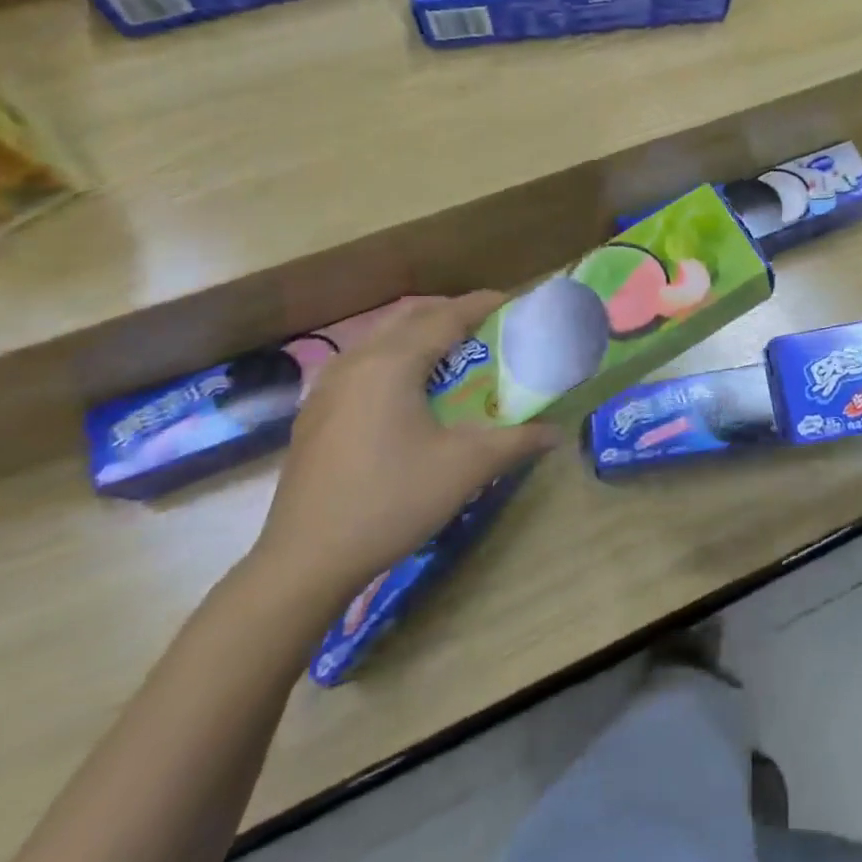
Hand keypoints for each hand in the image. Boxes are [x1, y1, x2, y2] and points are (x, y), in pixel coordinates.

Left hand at [248, 293, 558, 612]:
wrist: (305, 560)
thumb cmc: (392, 500)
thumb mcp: (466, 468)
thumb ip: (517, 441)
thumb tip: (556, 433)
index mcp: (392, 363)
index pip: (445, 317)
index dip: (481, 305)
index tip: (512, 301)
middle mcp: (356, 362)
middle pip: (408, 318)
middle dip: (448, 313)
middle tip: (485, 327)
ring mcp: (327, 388)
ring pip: (379, 340)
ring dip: (417, 336)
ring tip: (450, 356)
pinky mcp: (314, 414)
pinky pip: (361, 365)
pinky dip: (393, 360)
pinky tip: (406, 394)